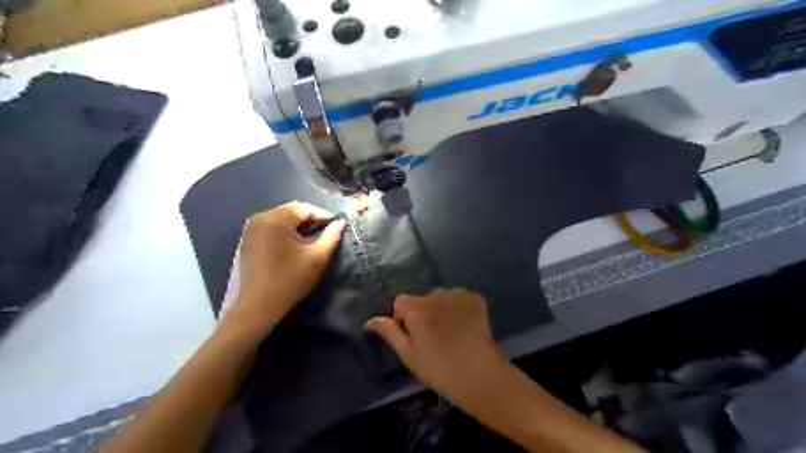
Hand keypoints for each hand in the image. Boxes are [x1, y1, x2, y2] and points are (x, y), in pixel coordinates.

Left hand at [223, 202, 346, 339]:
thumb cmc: (289, 281)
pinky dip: (284, 231)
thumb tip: (341, 222)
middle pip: (291, 211)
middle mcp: (260, 218)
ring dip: (297, 225)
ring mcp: (250, 229)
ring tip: (312, 237)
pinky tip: (293, 244)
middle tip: (325, 232)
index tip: (336, 226)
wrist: (256, 307)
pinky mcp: (246, 240)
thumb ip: (331, 237)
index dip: (323, 215)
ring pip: (280, 218)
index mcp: (275, 220)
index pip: (305, 208)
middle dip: (310, 219)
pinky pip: (270, 227)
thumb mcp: (317, 259)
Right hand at [367, 292, 508, 405]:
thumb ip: (390, 332)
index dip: (404, 319)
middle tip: (434, 338)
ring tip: (451, 333)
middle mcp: (436, 294)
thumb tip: (371, 320)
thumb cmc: (439, 369)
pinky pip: (459, 298)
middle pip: (422, 299)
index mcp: (416, 308)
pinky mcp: (475, 298)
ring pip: (441, 297)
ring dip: (441, 309)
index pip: (401, 302)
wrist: (480, 375)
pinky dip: (458, 307)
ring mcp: (458, 294)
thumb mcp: (409, 354)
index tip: (415, 338)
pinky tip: (465, 326)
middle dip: (423, 313)